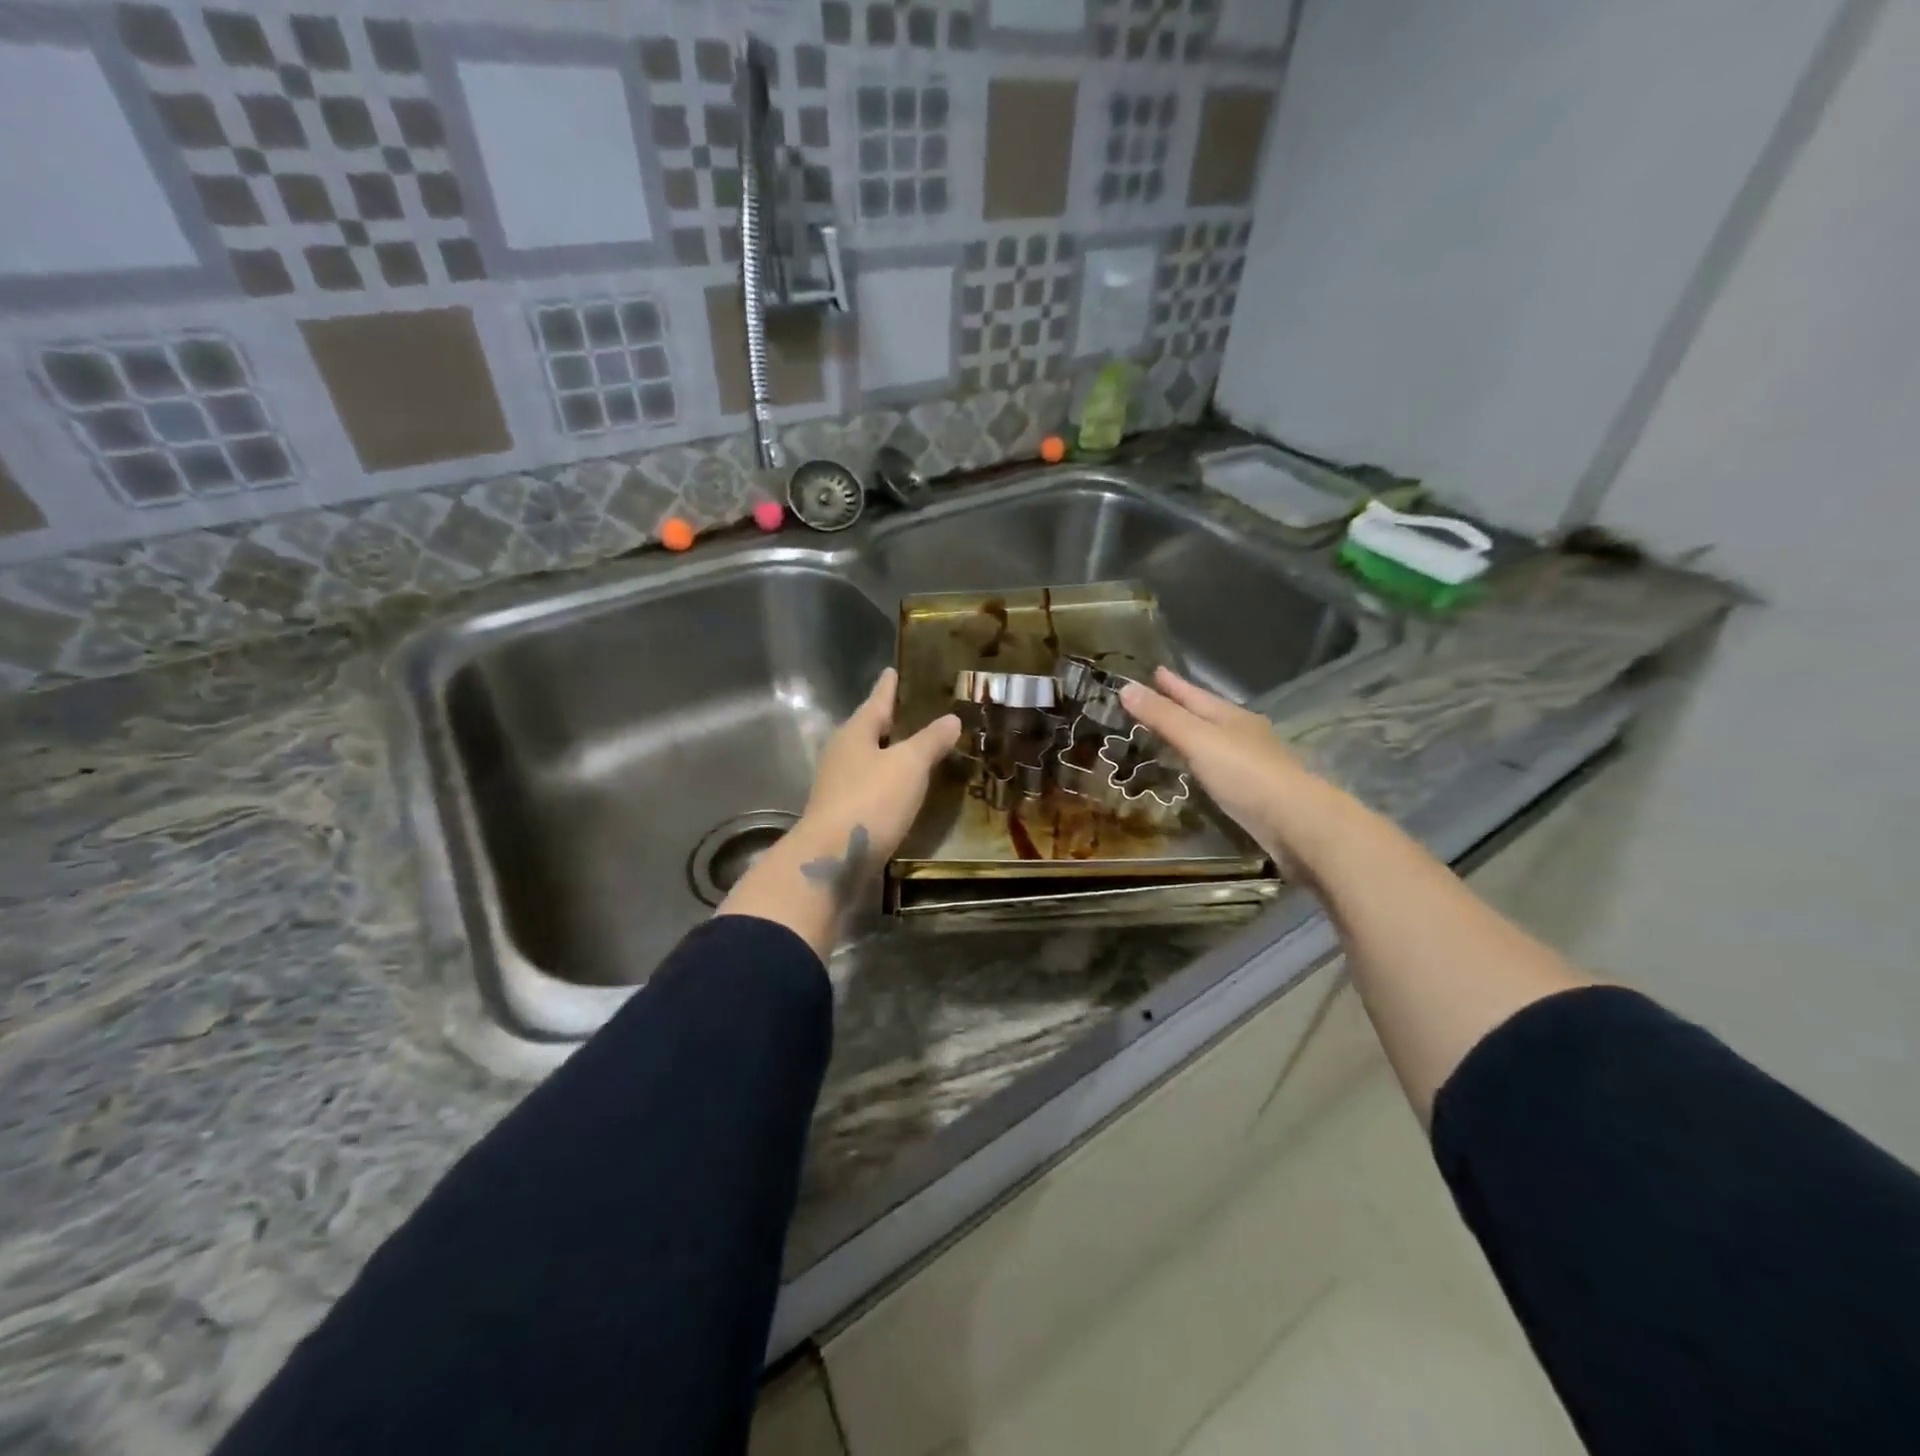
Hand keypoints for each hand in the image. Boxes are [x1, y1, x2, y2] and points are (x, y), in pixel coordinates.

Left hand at [717, 670, 956, 956]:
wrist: (833, 858)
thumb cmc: (872, 800)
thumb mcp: (909, 765)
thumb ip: (930, 741)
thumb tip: (951, 718)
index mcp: (855, 733)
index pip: (876, 701)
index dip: (888, 687)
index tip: (892, 670)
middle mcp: (841, 754)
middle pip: (868, 730)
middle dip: (889, 721)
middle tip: (912, 711)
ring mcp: (837, 786)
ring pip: (867, 760)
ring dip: (888, 754)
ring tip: (913, 750)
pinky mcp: (842, 814)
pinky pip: (869, 787)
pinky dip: (886, 782)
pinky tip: (901, 790)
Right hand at [1119, 667, 1348, 869]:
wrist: (1297, 823)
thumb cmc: (1245, 775)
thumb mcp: (1197, 740)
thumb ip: (1163, 717)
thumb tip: (1125, 687)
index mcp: (1231, 716)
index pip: (1194, 694)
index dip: (1172, 684)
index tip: (1154, 671)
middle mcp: (1244, 733)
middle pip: (1207, 713)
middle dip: (1182, 705)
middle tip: (1157, 698)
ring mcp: (1253, 762)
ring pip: (1215, 740)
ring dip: (1193, 734)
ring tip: (1171, 733)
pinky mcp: (1255, 790)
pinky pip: (1220, 766)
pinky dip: (1203, 761)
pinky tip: (1198, 770)